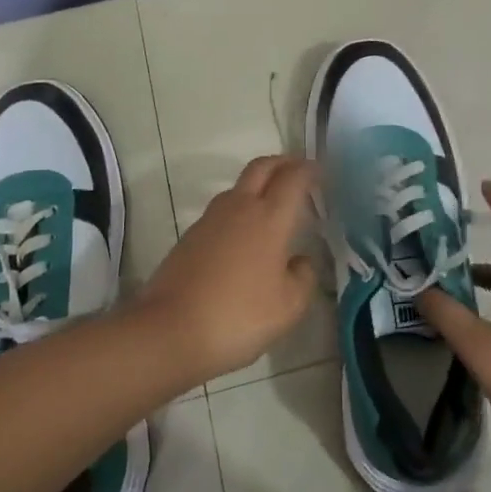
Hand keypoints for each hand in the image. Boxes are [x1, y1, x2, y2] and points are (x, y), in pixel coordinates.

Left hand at [137, 156, 319, 382]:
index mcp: (269, 218)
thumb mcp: (288, 307)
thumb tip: (300, 261)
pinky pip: (222, 209)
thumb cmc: (238, 316)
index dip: (309, 170)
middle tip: (298, 170)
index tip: (320, 171)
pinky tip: (245, 235)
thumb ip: (303, 278)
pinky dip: (240, 208)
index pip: (293, 178)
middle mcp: (240, 207)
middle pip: (262, 167)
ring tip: (273, 203)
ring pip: (239, 186)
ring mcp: (211, 219)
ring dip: (259, 184)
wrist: (170, 329)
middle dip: (282, 162)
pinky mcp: (191, 235)